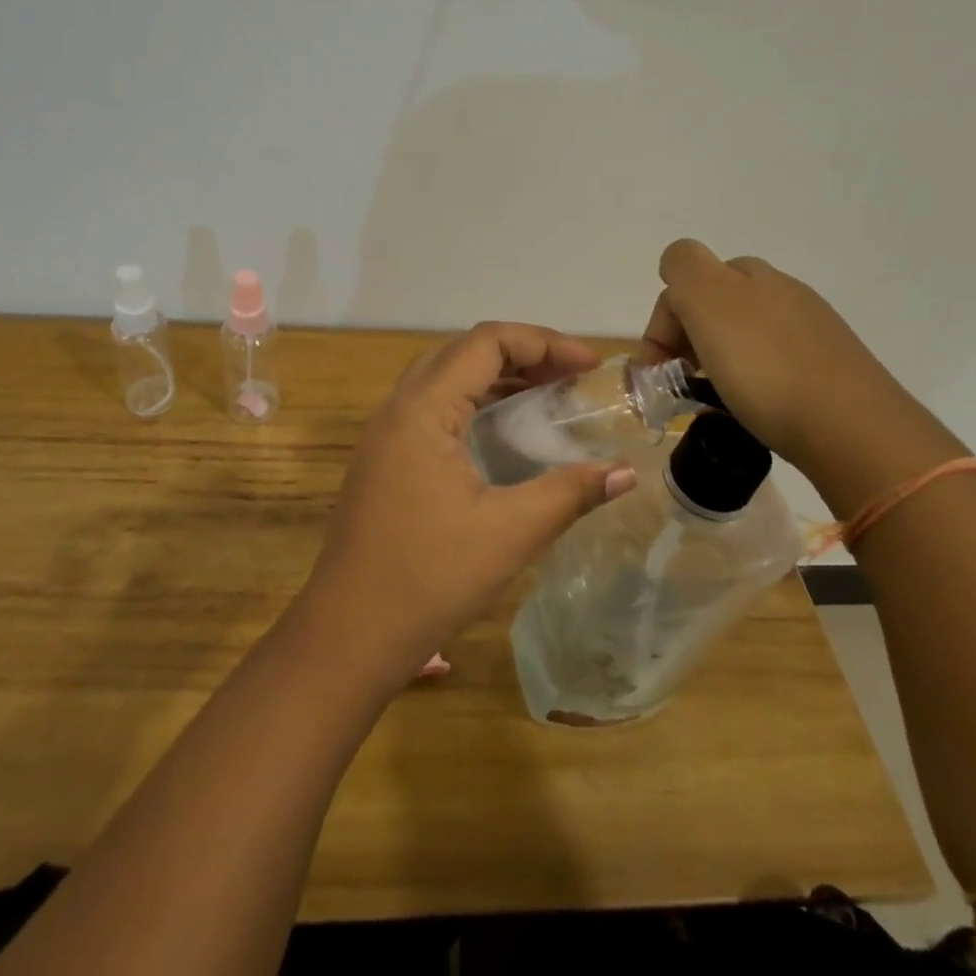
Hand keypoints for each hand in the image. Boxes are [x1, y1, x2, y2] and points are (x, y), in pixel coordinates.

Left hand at [298, 322, 636, 685]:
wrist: (349, 633)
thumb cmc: (429, 579)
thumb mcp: (509, 533)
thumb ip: (569, 493)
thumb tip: (625, 472)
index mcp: (422, 409)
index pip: (485, 343)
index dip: (542, 342)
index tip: (589, 366)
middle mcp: (397, 408)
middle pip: (462, 352)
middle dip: (521, 354)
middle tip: (571, 378)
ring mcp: (384, 433)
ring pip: (443, 377)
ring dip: (495, 377)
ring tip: (546, 396)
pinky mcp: (383, 458)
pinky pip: (431, 407)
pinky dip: (472, 402)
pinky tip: (502, 433)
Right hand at [642, 240, 932, 474]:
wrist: (854, 432)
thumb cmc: (766, 367)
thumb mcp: (709, 300)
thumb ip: (683, 268)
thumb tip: (677, 273)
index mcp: (749, 274)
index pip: (683, 279)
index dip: (663, 320)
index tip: (659, 366)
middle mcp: (782, 292)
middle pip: (713, 305)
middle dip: (686, 339)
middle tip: (681, 383)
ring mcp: (810, 330)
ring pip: (742, 335)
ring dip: (715, 361)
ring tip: (713, 400)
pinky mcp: (829, 370)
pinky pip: (771, 365)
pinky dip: (749, 382)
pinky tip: (751, 407)